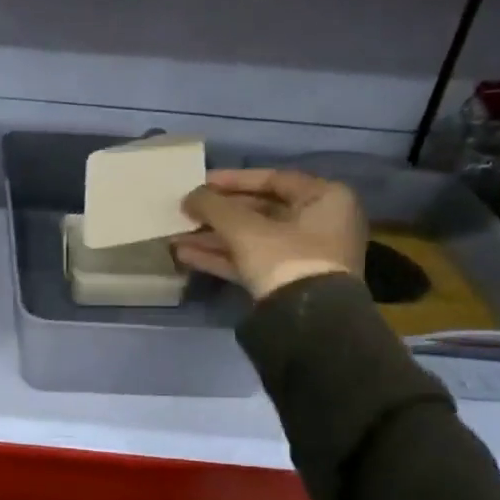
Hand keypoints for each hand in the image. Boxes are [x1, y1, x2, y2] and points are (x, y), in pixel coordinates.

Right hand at [173, 168, 366, 300]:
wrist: (307, 321)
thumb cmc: (284, 258)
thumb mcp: (244, 228)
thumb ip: (213, 206)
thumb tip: (189, 197)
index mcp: (323, 199)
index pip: (272, 179)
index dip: (232, 180)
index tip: (200, 182)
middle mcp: (319, 223)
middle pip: (259, 211)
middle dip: (217, 214)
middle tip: (185, 211)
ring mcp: (303, 256)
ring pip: (251, 239)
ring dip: (212, 237)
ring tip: (175, 235)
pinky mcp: (286, 282)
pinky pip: (250, 261)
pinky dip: (221, 257)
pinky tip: (185, 255)